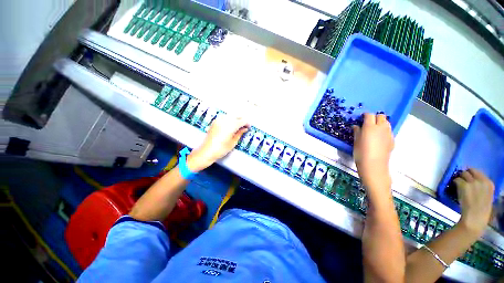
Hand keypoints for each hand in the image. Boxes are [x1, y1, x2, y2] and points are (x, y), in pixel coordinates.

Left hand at [187, 115, 249, 171]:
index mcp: (231, 125)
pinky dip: (229, 120)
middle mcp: (225, 120)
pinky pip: (224, 118)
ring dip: (235, 119)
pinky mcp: (215, 122)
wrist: (206, 151)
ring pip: (230, 116)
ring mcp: (219, 120)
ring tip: (237, 127)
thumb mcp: (233, 142)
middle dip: (241, 120)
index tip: (249, 127)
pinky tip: (230, 126)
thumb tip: (245, 128)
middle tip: (244, 127)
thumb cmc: (221, 149)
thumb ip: (239, 133)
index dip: (247, 123)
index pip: (242, 120)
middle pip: (237, 116)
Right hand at [352, 113, 393, 197]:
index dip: (365, 115)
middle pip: (380, 116)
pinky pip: (389, 131)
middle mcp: (381, 127)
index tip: (361, 118)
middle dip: (374, 117)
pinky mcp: (392, 140)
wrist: (374, 165)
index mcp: (370, 127)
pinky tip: (379, 138)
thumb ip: (357, 132)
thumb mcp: (355, 141)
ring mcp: (388, 133)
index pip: (369, 115)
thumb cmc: (361, 153)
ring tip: (374, 130)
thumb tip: (356, 126)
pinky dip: (384, 131)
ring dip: (380, 123)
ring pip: (386, 123)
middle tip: (368, 123)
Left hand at [454, 169, 493, 235]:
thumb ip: (482, 187)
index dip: (472, 174)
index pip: (479, 172)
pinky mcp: (463, 185)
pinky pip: (456, 179)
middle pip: (470, 171)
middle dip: (465, 174)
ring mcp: (472, 182)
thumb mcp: (487, 195)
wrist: (475, 218)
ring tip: (458, 184)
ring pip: (463, 173)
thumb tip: (475, 180)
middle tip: (462, 180)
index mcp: (489, 183)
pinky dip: (454, 182)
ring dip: (460, 178)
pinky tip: (455, 187)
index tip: (469, 178)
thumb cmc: (481, 210)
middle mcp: (482, 180)